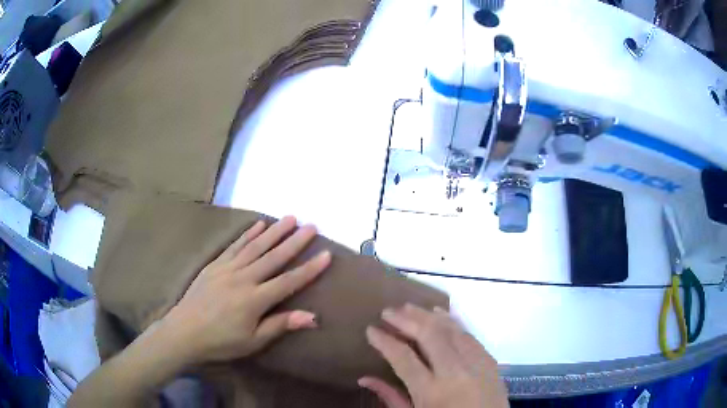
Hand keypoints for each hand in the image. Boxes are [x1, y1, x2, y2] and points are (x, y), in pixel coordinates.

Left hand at [159, 216, 330, 365]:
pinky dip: (248, 234)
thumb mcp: (253, 341)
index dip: (309, 269)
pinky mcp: (215, 264)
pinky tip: (258, 224)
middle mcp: (243, 278)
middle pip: (273, 257)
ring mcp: (227, 268)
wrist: (184, 332)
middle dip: (295, 241)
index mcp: (254, 300)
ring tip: (290, 218)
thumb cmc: (221, 342)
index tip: (326, 254)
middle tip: (312, 226)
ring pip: (255, 246)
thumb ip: (280, 325)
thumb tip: (312, 316)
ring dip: (274, 231)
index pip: (288, 281)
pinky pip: (235, 246)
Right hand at [360, 304, 508, 407]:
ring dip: (428, 315)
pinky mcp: (489, 360)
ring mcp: (475, 363)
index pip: (403, 357)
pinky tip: (440, 312)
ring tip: (408, 307)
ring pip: (450, 329)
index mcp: (431, 391)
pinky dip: (452, 321)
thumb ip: (390, 397)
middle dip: (406, 320)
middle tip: (387, 312)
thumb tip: (364, 378)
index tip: (371, 330)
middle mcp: (454, 372)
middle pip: (429, 335)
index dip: (385, 341)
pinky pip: (469, 334)